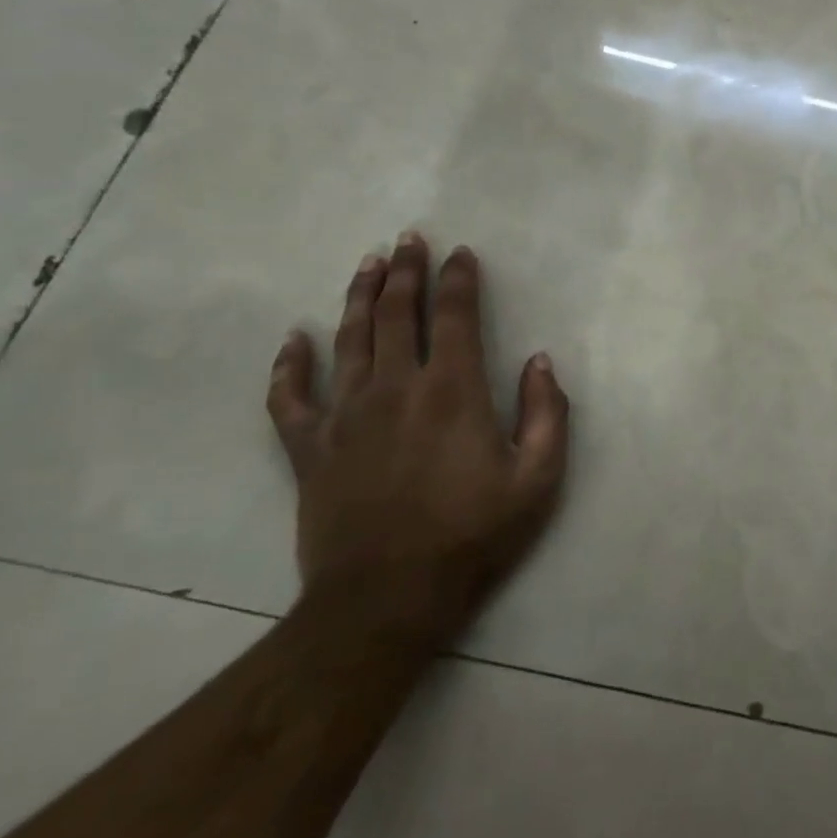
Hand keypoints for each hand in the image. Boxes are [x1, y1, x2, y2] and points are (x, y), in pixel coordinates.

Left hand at [266, 231, 569, 642]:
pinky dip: (289, 365)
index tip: (461, 253)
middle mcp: (397, 389)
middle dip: (407, 271)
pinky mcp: (309, 448)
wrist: (388, 599)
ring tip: (369, 263)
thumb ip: (548, 413)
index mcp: (453, 391)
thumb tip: (541, 360)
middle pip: (399, 314)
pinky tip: (293, 338)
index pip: (456, 317)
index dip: (459, 279)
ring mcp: (346, 416)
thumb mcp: (538, 478)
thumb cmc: (473, 535)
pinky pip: (290, 397)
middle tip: (409, 238)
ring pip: (349, 339)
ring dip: (361, 296)